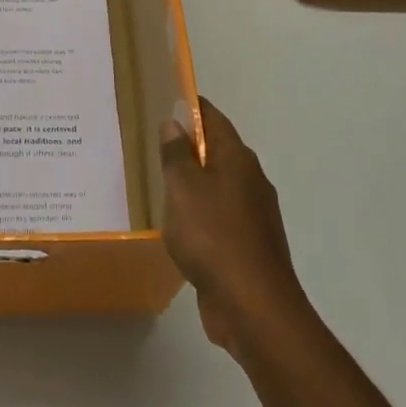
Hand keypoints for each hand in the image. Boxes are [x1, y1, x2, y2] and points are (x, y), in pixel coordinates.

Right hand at [160, 97, 311, 362]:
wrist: (253, 306)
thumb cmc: (213, 237)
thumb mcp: (184, 189)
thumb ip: (176, 155)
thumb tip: (174, 123)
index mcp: (237, 160)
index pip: (214, 119)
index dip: (192, 108)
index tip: (167, 100)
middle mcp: (250, 181)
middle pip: (218, 152)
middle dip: (189, 146)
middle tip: (153, 144)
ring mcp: (252, 216)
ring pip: (218, 187)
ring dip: (193, 183)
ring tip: (159, 184)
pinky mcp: (247, 247)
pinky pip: (218, 218)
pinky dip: (199, 214)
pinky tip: (178, 226)